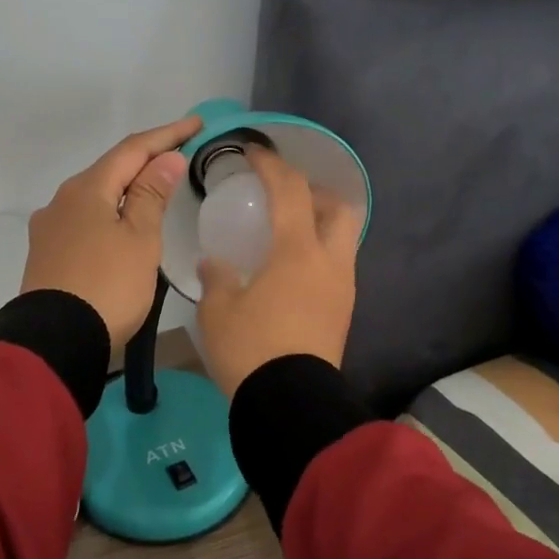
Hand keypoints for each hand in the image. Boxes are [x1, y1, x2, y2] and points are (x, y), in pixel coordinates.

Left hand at [21, 116, 200, 345]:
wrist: (55, 341)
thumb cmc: (108, 286)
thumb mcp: (140, 240)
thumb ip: (152, 195)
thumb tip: (165, 159)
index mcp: (87, 189)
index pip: (132, 150)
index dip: (166, 135)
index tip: (196, 124)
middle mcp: (62, 200)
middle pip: (110, 170)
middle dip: (145, 160)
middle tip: (179, 154)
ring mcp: (50, 228)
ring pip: (96, 196)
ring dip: (127, 188)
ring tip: (156, 189)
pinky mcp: (47, 254)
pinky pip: (85, 220)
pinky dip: (111, 213)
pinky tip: (122, 224)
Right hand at [197, 146, 359, 398]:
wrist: (290, 404)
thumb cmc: (251, 349)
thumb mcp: (219, 310)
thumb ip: (217, 277)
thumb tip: (215, 262)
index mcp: (298, 252)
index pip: (290, 191)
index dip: (271, 165)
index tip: (253, 153)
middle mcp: (330, 262)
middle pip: (338, 208)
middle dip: (314, 192)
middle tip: (285, 196)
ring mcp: (343, 288)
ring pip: (343, 239)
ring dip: (320, 224)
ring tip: (288, 232)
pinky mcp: (344, 312)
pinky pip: (338, 266)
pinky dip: (319, 253)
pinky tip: (292, 270)